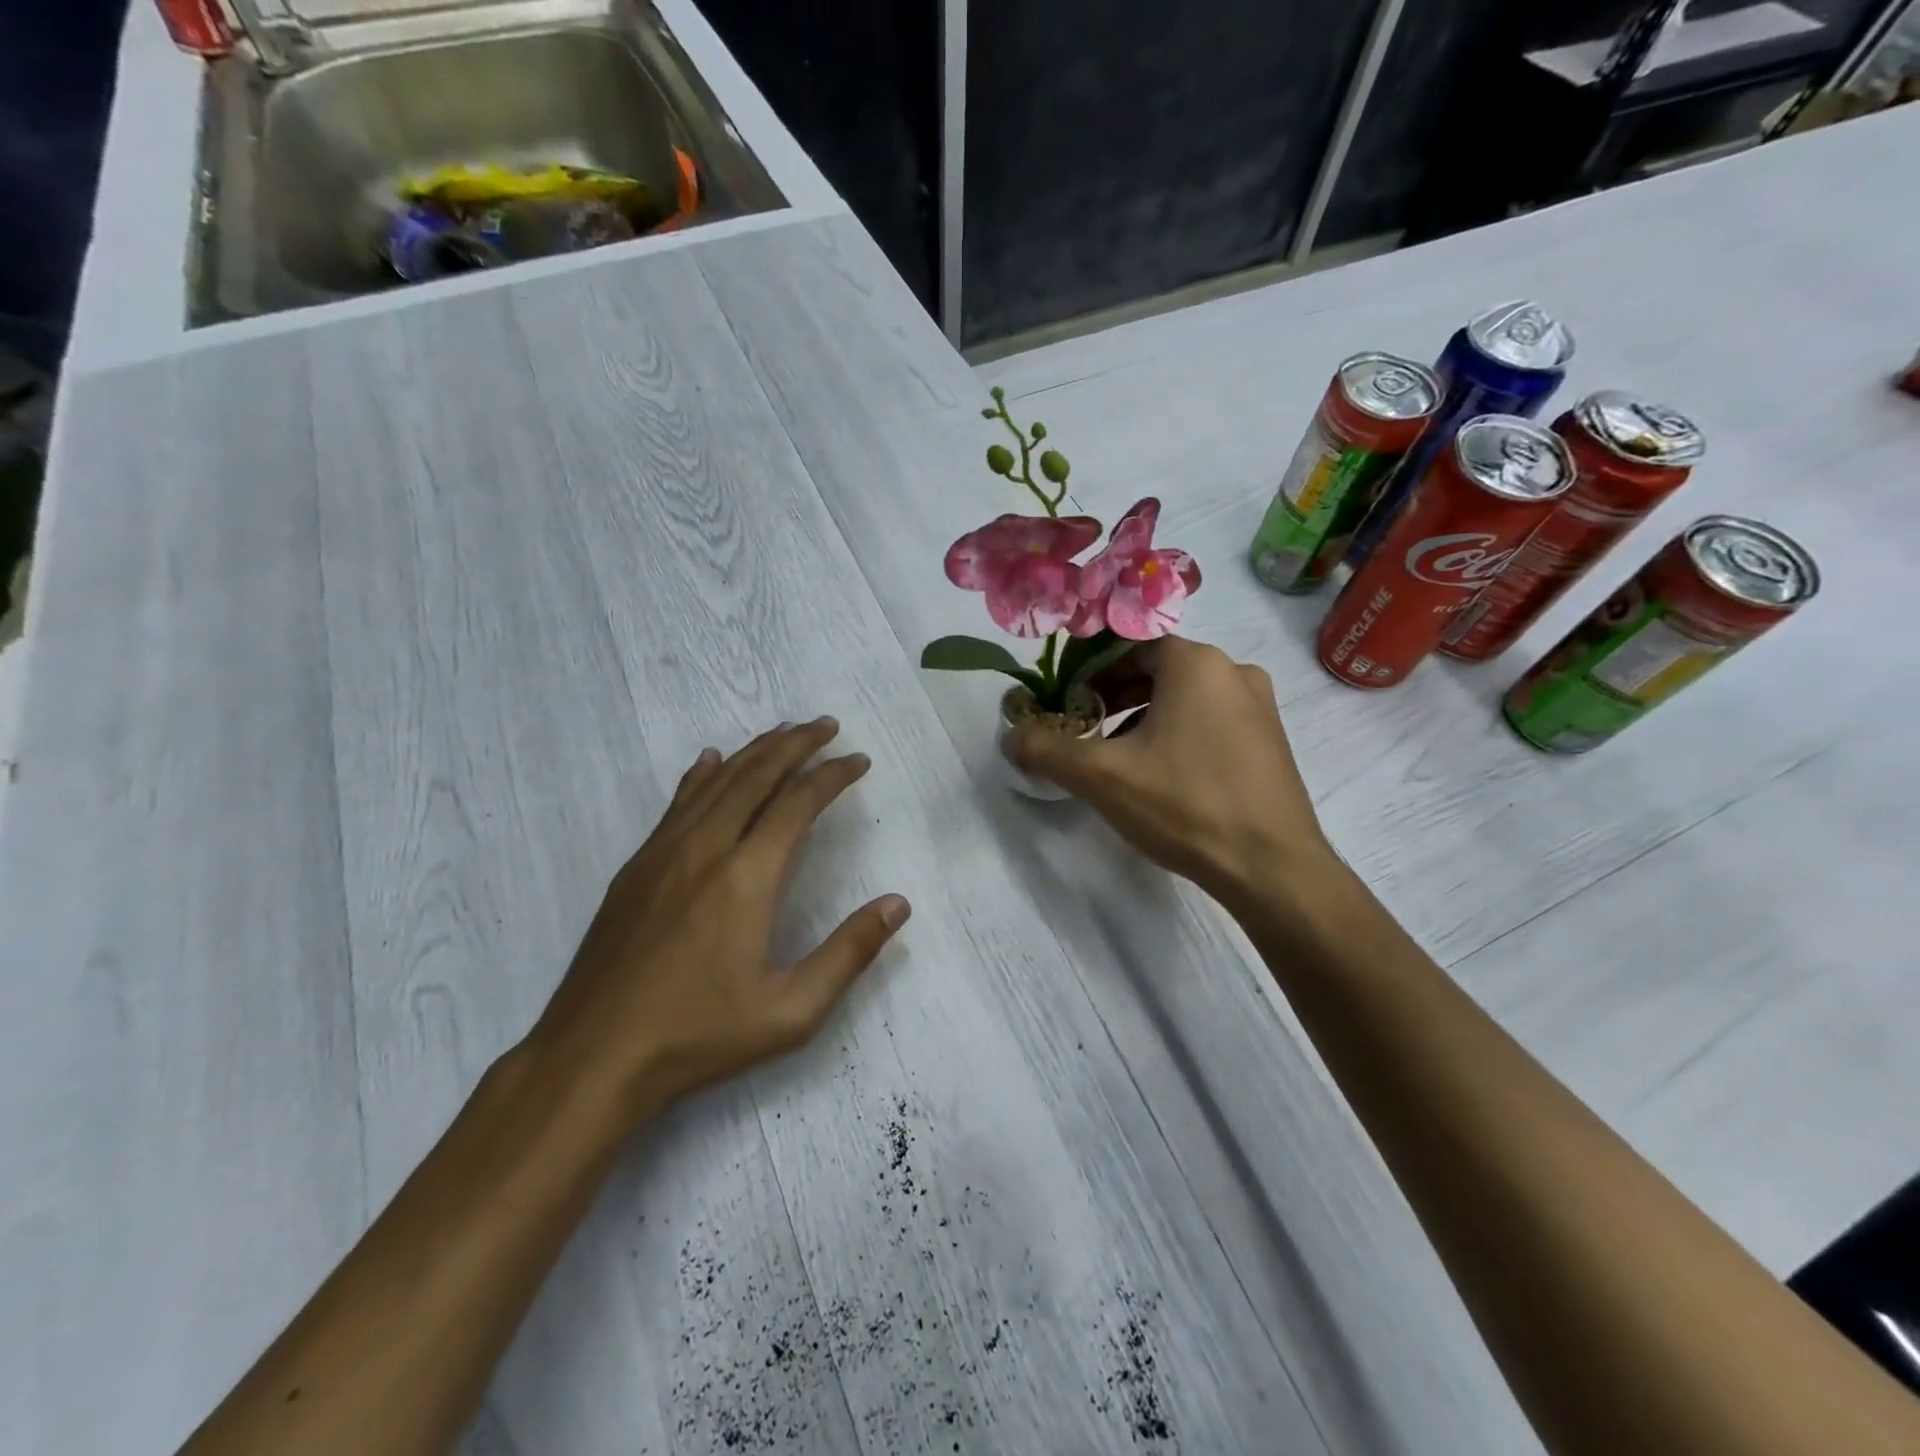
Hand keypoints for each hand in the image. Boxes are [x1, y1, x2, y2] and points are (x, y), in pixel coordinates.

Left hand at [528, 718, 909, 1120]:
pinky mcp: (636, 868)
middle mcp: (706, 848)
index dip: (833, 775)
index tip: (858, 761)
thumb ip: (849, 953)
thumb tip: (898, 904)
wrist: (592, 1057)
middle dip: (795, 744)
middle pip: (756, 776)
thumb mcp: (792, 1010)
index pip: (798, 802)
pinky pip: (676, 804)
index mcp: (747, 876)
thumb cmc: (699, 1035)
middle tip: (826, 725)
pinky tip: (709, 761)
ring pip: (716, 782)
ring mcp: (663, 853)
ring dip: (753, 751)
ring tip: (783, 733)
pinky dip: (701, 775)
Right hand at [1005, 638, 1336, 909]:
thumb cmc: (1185, 805)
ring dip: (1144, 720)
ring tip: (1120, 760)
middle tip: (1087, 734)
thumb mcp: (1101, 776)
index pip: (1129, 649)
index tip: (1068, 707)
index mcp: (1196, 664)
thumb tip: (1010, 736)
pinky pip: (1212, 723)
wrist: (1273, 868)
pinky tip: (1164, 779)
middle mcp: (1234, 672)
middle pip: (1157, 673)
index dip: (1090, 674)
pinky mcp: (1272, 742)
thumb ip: (1046, 750)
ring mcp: (1260, 708)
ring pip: (1185, 700)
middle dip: (1114, 699)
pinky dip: (1179, 737)